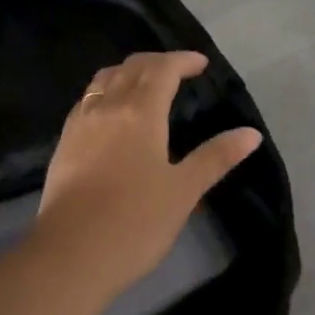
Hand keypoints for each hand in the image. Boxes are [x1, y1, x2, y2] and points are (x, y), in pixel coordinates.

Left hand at [31, 51, 263, 295]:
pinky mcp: (64, 143)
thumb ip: (216, 157)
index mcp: (140, 112)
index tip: (201, 64)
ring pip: (104, 79)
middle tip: (178, 70)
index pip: (162, 70)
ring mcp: (81, 123)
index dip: (182, 60)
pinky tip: (111, 112)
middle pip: (132, 67)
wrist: (70, 254)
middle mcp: (108, 107)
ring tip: (145, 84)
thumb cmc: (135, 222)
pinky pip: (87, 100)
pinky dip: (105, 91)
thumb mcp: (184, 191)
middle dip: (157, 62)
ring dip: (128, 72)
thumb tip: (251, 133)